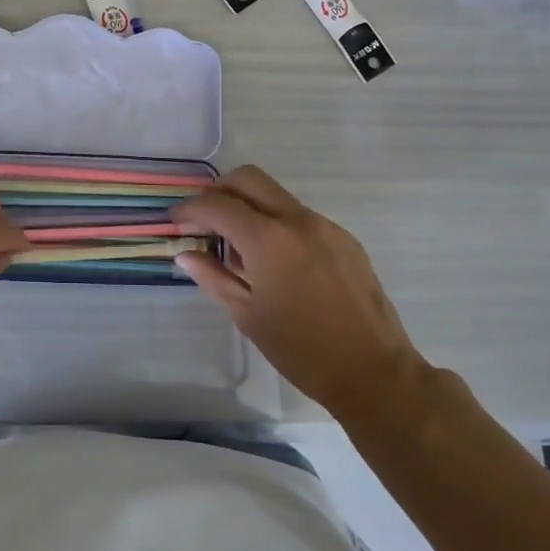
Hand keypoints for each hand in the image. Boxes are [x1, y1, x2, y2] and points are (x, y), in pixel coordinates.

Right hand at [172, 167, 423, 417]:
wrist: (374, 371)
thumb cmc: (302, 350)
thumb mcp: (247, 315)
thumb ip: (212, 277)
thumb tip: (186, 254)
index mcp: (268, 239)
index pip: (217, 205)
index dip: (190, 209)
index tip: (175, 220)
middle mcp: (297, 220)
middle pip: (248, 179)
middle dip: (219, 191)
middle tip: (204, 218)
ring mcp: (325, 226)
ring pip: (275, 196)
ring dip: (249, 207)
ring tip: (239, 249)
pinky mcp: (344, 238)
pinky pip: (299, 217)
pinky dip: (276, 224)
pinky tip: (275, 262)